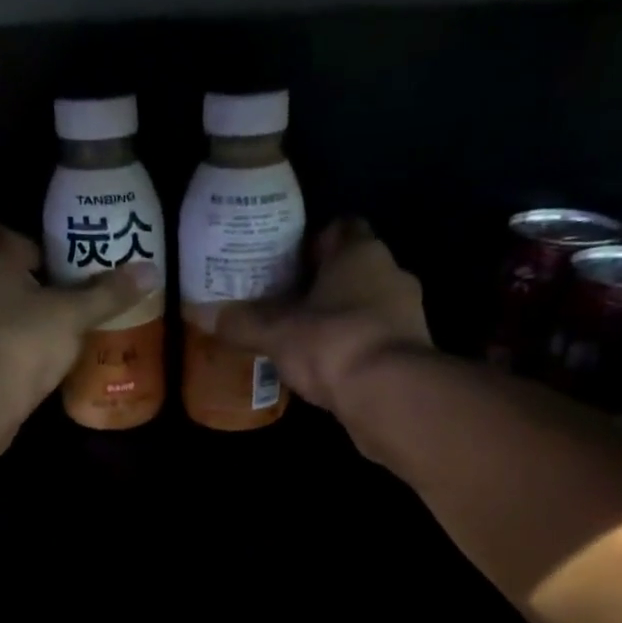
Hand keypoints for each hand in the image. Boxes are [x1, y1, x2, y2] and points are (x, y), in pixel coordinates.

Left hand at [0, 225, 154, 418]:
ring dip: (32, 319)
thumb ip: (109, 293)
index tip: (81, 270)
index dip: (53, 252)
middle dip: (46, 288)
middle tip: (82, 302)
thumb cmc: (24, 341)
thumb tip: (150, 271)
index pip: (23, 239)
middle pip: (15, 275)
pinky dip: (19, 345)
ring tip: (70, 332)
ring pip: (6, 309)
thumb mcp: (74, 314)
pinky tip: (44, 359)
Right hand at [214, 219, 432, 417]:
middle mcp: (391, 271)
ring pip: (368, 305)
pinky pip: (377, 339)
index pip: (341, 228)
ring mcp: (408, 312)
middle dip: (324, 286)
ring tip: (306, 342)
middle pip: (354, 269)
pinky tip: (331, 370)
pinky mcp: (413, 350)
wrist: (390, 394)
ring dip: (342, 319)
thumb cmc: (332, 343)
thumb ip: (244, 323)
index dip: (314, 243)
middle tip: (289, 306)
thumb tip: (208, 315)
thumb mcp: (276, 333)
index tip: (288, 266)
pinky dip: (356, 349)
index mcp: (360, 251)